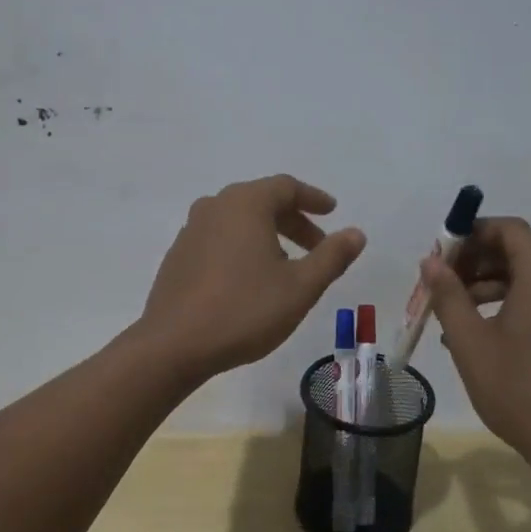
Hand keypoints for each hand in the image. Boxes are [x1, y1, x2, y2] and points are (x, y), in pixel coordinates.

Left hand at [140, 175, 365, 381]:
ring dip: (267, 235)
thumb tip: (356, 233)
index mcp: (245, 204)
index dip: (313, 198)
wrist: (173, 345)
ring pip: (238, 220)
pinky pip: (219, 238)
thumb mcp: (300, 287)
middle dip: (293, 221)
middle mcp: (215, 206)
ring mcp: (191, 230)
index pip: (286, 186)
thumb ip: (331, 256)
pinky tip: (250, 279)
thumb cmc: (244, 310)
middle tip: (317, 247)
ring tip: (287, 265)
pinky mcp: (178, 255)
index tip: (332, 212)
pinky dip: (242, 247)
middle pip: (261, 201)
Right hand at [420, 217, 530, 472]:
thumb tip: (431, 261)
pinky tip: (476, 332)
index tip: (441, 253)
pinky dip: (505, 303)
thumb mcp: (471, 342)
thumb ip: (448, 295)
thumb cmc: (520, 390)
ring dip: (486, 283)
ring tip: (451, 310)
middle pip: (517, 250)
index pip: (509, 229)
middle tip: (440, 281)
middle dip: (475, 259)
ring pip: (525, 277)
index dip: (472, 232)